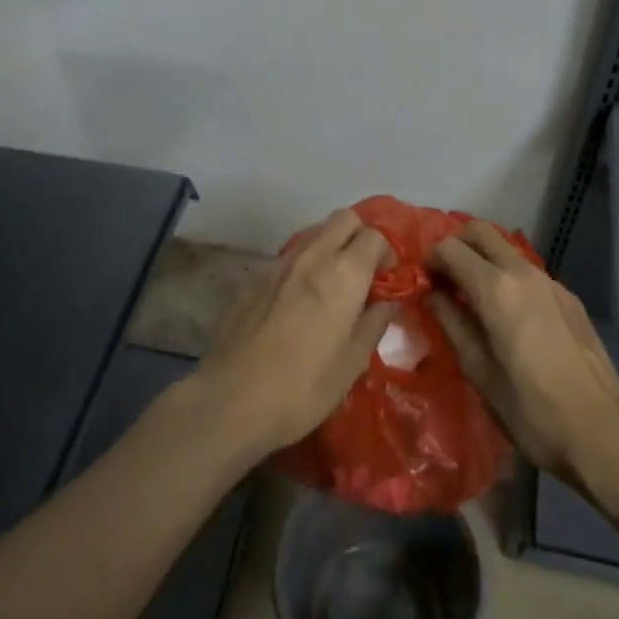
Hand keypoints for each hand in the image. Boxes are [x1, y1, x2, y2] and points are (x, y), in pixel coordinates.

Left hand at [196, 209, 394, 456]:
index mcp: (344, 274)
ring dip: (330, 248)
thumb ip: (374, 324)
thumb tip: (387, 302)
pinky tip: (297, 303)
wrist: (231, 399)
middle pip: (343, 219)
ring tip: (331, 287)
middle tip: (363, 273)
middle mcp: (312, 257)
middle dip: (359, 236)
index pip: (374, 236)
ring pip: (313, 234)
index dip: (387, 252)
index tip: (387, 279)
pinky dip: (302, 267)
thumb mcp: (352, 363)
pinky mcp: (253, 278)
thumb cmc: (304, 388)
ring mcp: (278, 264)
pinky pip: (287, 258)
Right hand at [429, 222, 618, 484]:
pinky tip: (509, 317)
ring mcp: (551, 282)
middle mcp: (524, 273)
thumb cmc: (530, 409)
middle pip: (480, 232)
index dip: (430, 260)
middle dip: (456, 246)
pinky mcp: (570, 298)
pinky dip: (509, 279)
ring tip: (473, 299)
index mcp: (496, 289)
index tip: (422, 284)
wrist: (601, 432)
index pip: (450, 249)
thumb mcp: (478, 370)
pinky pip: (529, 273)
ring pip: (506, 250)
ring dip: (483, 261)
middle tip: (444, 279)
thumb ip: (451, 322)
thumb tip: (431, 294)